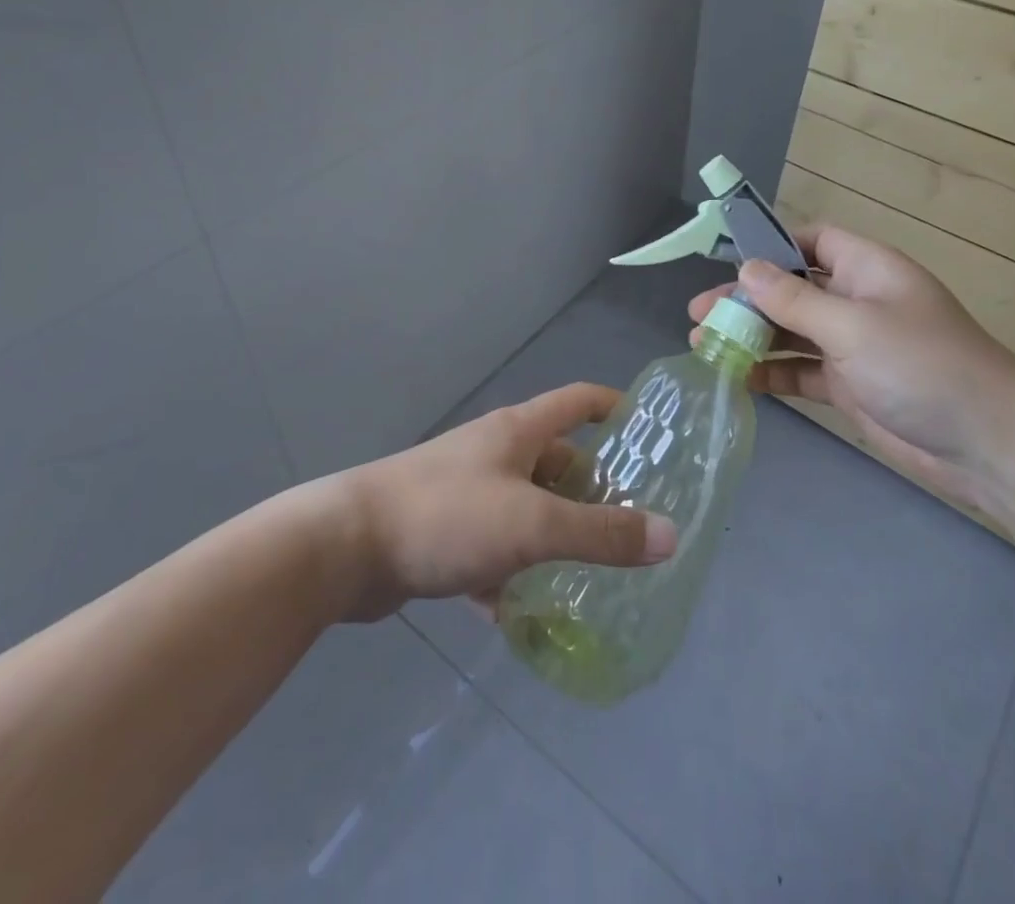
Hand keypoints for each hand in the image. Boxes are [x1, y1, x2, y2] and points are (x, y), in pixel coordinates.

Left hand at [331, 383, 677, 621]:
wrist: (344, 547)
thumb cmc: (447, 515)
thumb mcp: (533, 525)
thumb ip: (601, 532)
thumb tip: (671, 534)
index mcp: (518, 431)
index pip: (578, 400)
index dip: (615, 407)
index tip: (650, 433)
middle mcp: (494, 453)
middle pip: (557, 461)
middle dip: (593, 491)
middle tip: (633, 528)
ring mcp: (466, 491)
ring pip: (526, 509)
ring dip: (554, 537)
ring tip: (593, 575)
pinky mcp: (443, 531)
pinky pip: (492, 548)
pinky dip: (511, 574)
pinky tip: (523, 615)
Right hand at [689, 225, 1014, 514]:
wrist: (989, 444)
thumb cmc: (922, 365)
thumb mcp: (852, 326)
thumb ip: (794, 299)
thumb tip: (745, 269)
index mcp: (866, 269)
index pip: (813, 240)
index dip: (772, 246)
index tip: (727, 263)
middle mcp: (857, 300)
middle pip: (791, 289)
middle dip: (746, 300)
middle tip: (698, 314)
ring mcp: (853, 345)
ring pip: (791, 332)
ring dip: (751, 338)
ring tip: (703, 346)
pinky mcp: (850, 386)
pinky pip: (801, 370)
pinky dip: (771, 372)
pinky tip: (738, 380)